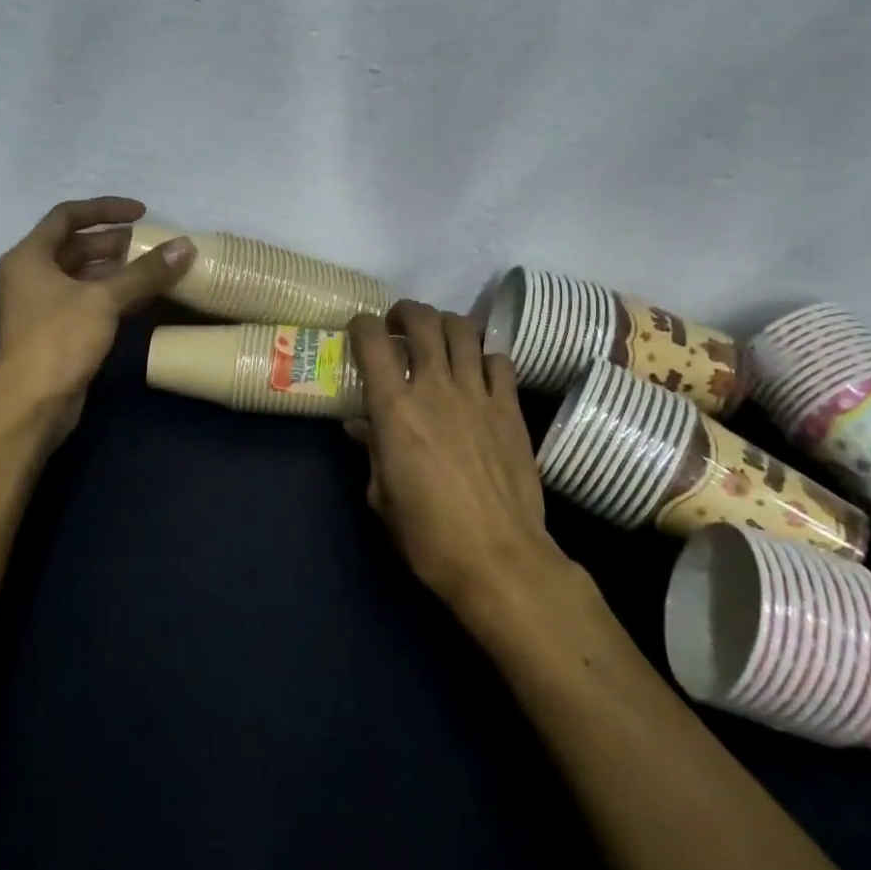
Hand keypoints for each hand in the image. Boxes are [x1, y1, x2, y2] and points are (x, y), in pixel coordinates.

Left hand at [0, 197, 193, 446]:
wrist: (31, 405)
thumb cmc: (59, 341)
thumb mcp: (104, 300)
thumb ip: (145, 272)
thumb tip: (186, 246)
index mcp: (31, 256)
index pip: (68, 216)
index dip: (105, 209)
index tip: (142, 213)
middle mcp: (33, 274)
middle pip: (78, 246)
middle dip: (117, 243)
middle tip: (156, 245)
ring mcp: (44, 305)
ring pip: (86, 275)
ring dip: (120, 270)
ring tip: (158, 269)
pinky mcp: (58, 330)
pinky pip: (90, 300)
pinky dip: (116, 295)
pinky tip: (146, 298)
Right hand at [346, 301, 573, 619]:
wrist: (499, 557)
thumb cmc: (428, 535)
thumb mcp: (382, 495)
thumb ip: (372, 450)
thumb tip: (362, 426)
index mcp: (395, 409)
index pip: (373, 341)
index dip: (362, 325)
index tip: (359, 330)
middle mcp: (435, 388)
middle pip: (423, 321)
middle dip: (406, 312)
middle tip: (399, 326)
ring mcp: (478, 394)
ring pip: (464, 330)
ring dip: (445, 325)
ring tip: (438, 338)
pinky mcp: (510, 408)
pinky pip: (499, 361)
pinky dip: (484, 356)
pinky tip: (478, 372)